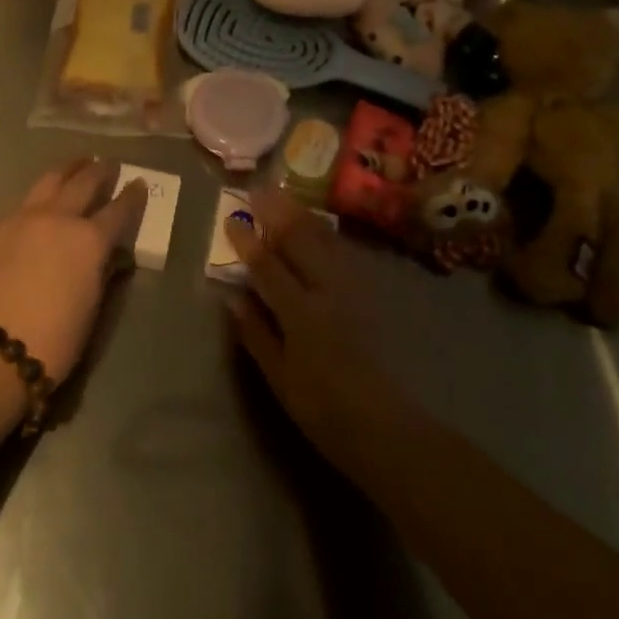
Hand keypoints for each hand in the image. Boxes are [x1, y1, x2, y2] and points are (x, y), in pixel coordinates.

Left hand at [0, 158, 146, 382]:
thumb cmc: (55, 338)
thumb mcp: (92, 305)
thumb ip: (101, 270)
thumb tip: (108, 255)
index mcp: (89, 240)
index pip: (118, 210)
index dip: (132, 196)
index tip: (138, 183)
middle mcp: (59, 218)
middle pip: (84, 182)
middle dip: (100, 171)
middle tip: (108, 164)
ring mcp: (24, 217)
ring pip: (50, 179)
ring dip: (68, 169)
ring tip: (77, 163)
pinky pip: (22, 199)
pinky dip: (38, 193)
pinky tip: (40, 196)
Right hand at [226, 187, 412, 476]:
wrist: (387, 427)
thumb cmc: (324, 409)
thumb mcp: (280, 378)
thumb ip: (255, 333)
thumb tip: (232, 297)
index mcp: (301, 313)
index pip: (268, 266)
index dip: (247, 241)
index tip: (231, 219)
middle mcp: (327, 291)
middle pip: (300, 240)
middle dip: (277, 212)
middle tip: (257, 190)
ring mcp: (353, 289)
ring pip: (325, 239)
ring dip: (301, 214)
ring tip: (283, 195)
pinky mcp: (369, 294)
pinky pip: (343, 251)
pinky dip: (324, 231)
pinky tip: (317, 225)